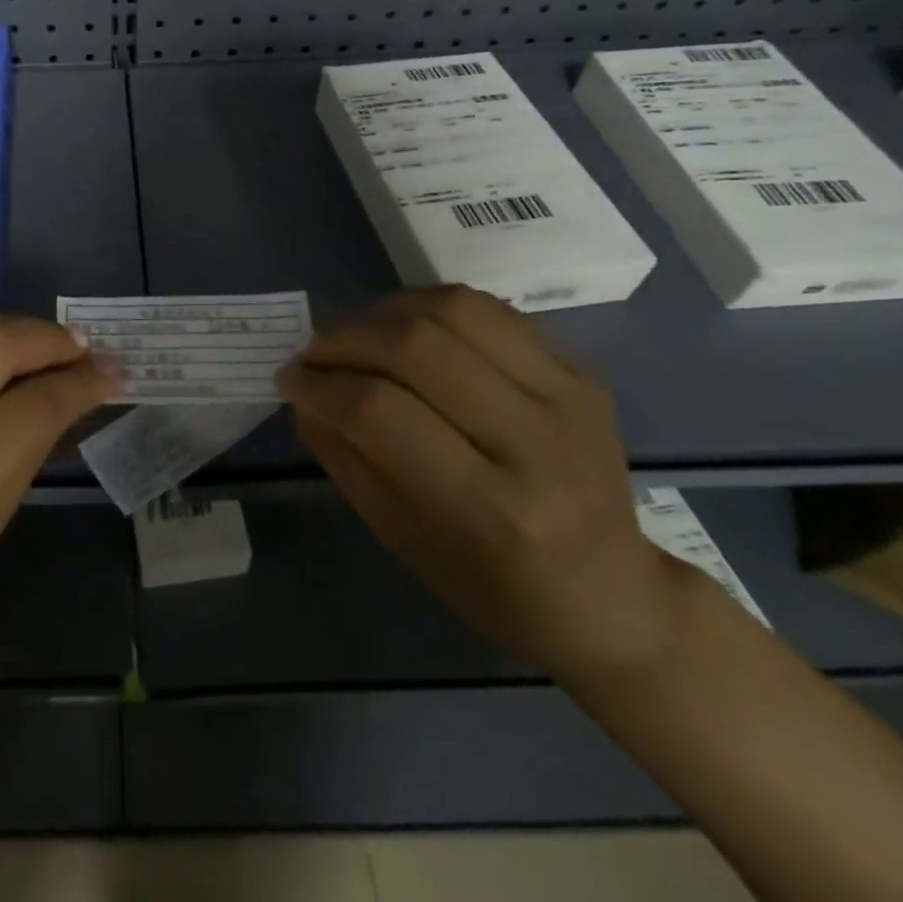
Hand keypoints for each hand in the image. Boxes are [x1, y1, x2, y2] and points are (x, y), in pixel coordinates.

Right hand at [280, 286, 691, 683]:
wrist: (612, 595)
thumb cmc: (491, 585)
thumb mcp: (399, 537)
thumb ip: (344, 455)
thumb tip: (302, 390)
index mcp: (489, 508)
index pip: (382, 413)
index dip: (321, 386)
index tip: (290, 380)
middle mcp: (535, 443)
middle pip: (417, 348)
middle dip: (344, 340)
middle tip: (314, 354)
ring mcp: (568, 398)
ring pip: (454, 311)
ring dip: (384, 312)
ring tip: (358, 336)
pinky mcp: (581, 371)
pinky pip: (489, 309)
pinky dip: (429, 307)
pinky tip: (406, 329)